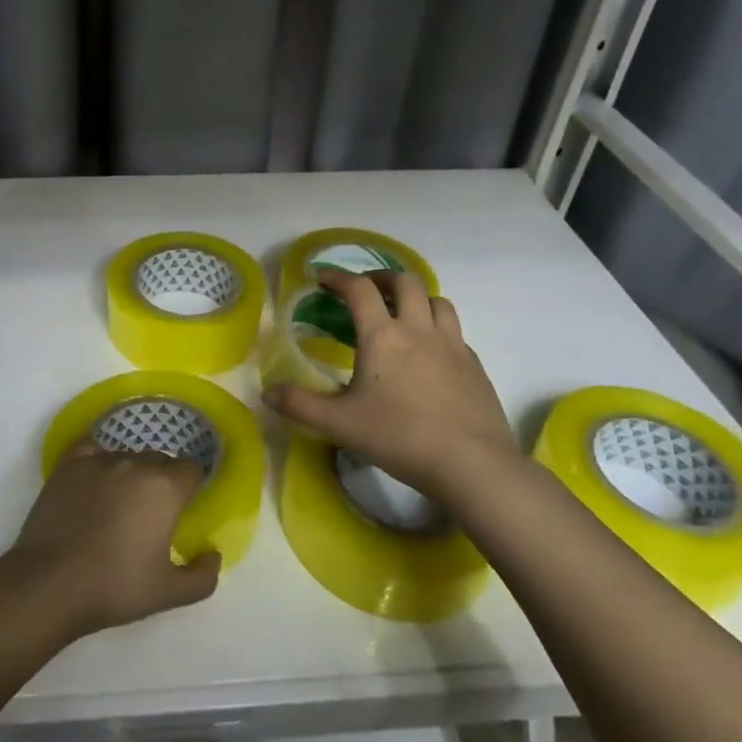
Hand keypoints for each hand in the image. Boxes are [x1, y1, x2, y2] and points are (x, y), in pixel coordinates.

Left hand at [7, 440, 221, 638]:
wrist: (50, 583)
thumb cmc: (115, 587)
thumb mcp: (169, 593)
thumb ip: (203, 576)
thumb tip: (213, 553)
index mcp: (165, 488)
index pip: (191, 470)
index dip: (191, 487)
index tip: (184, 509)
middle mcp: (135, 463)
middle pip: (159, 461)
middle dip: (162, 481)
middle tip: (151, 514)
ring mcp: (98, 460)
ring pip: (126, 455)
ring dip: (130, 472)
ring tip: (119, 503)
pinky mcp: (68, 465)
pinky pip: (91, 449)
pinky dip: (97, 458)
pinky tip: (94, 479)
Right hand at [267, 270, 521, 507]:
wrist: (472, 464)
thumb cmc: (400, 437)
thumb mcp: (339, 424)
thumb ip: (300, 405)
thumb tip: (267, 393)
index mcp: (383, 336)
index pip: (358, 290)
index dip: (337, 277)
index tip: (321, 278)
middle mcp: (419, 330)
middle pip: (405, 282)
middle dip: (380, 278)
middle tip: (364, 290)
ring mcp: (452, 345)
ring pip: (436, 300)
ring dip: (415, 297)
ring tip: (401, 313)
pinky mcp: (474, 365)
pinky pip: (454, 331)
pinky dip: (436, 327)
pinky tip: (429, 352)